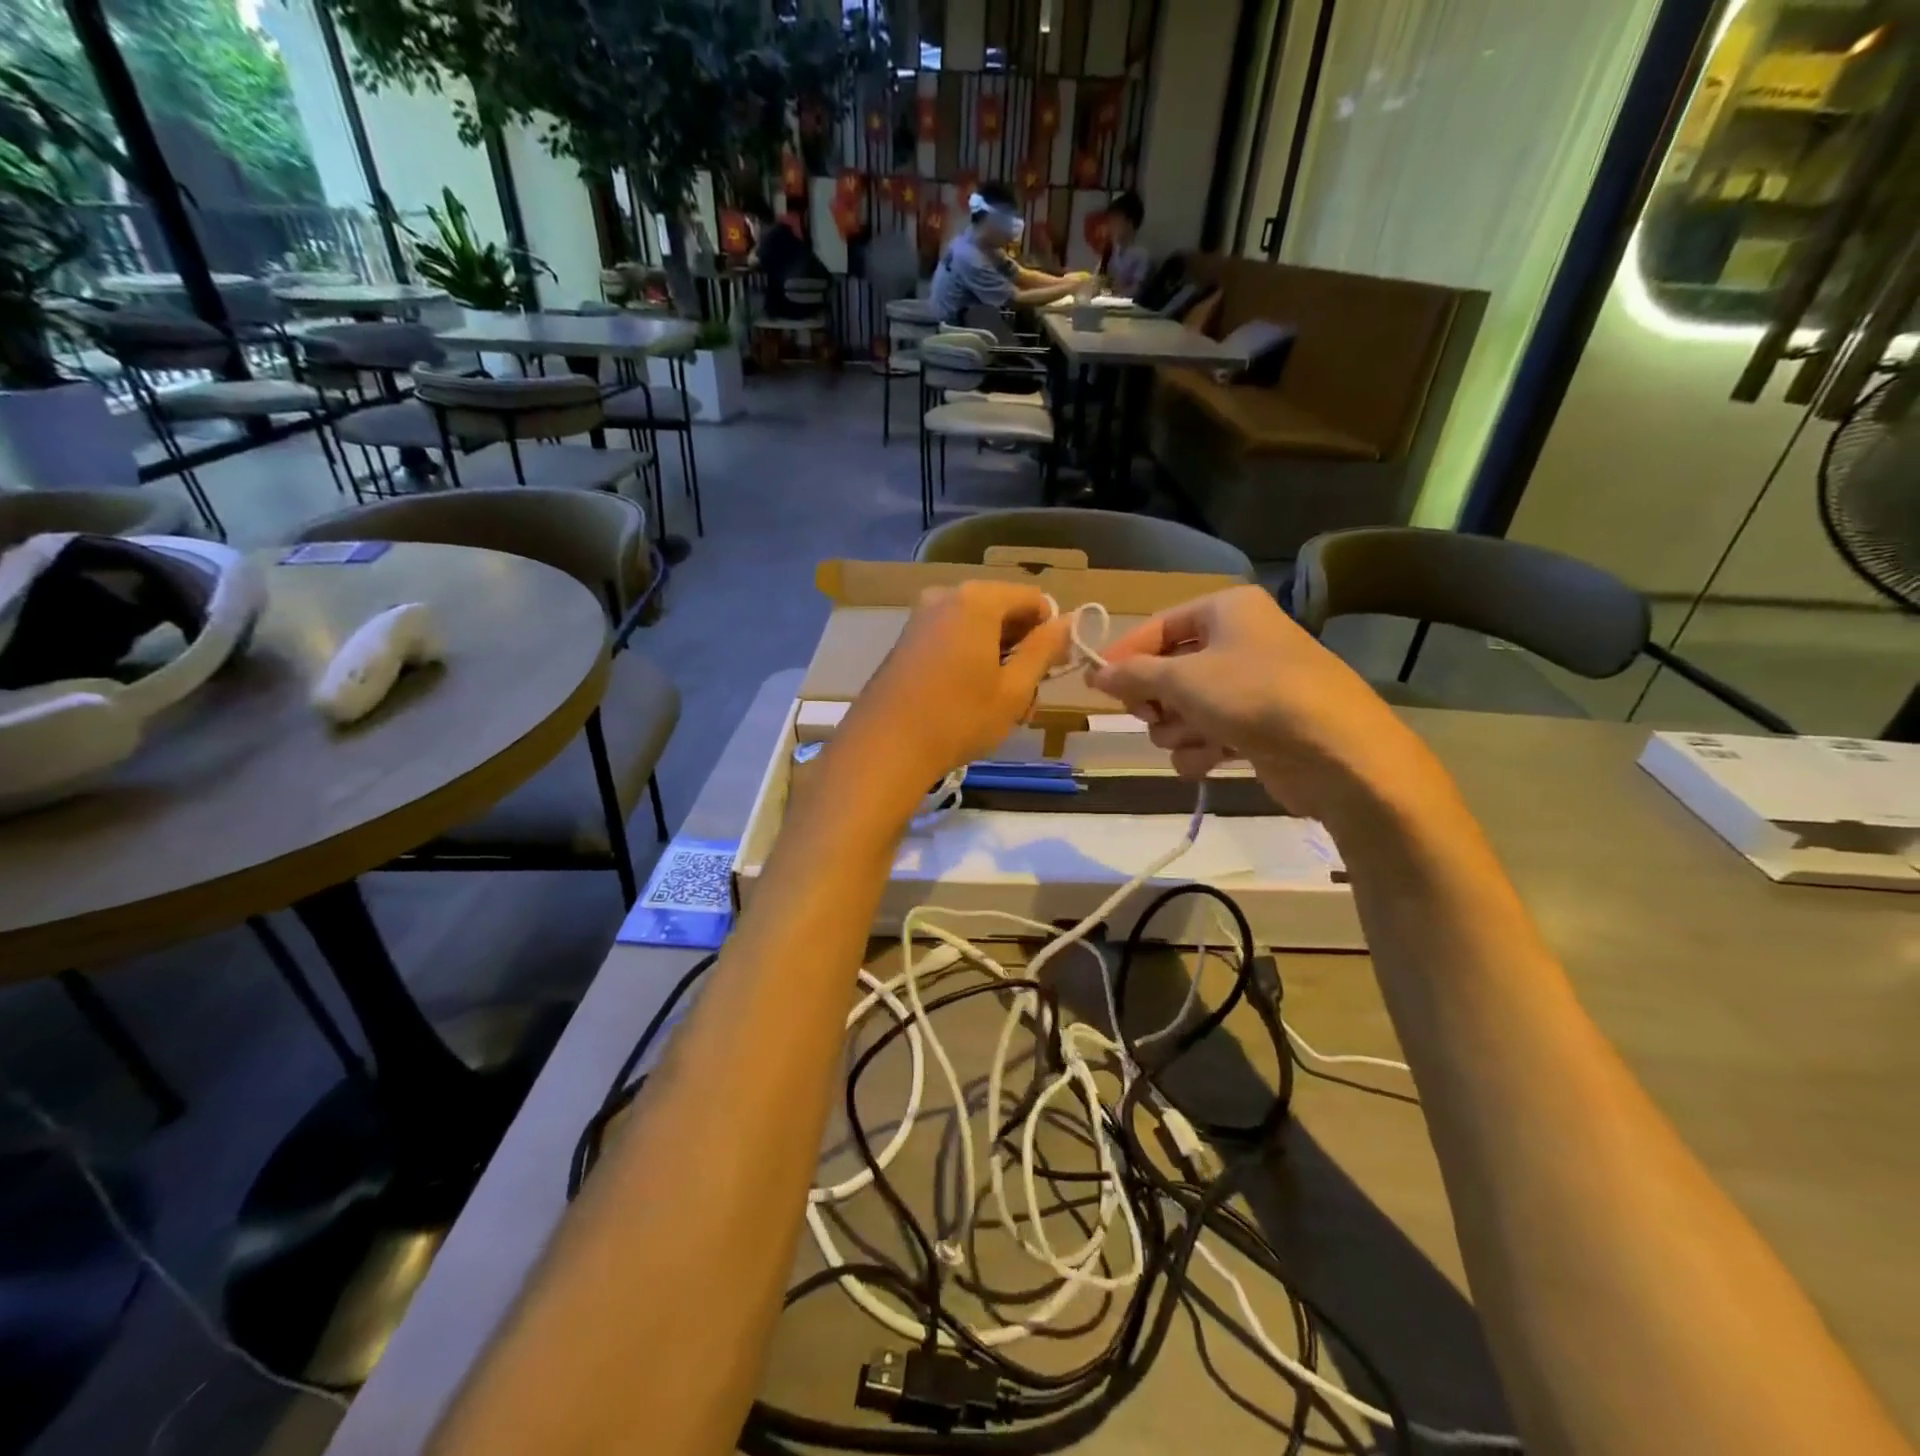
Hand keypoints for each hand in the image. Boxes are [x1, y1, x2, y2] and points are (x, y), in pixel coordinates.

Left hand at [837, 581, 1070, 811]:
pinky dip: (969, 661)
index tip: (1051, 670)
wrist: (884, 748)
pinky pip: (952, 639)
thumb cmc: (958, 719)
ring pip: (977, 629)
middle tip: (1026, 697)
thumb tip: (1067, 622)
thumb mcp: (1013, 689)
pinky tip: (968, 701)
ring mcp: (921, 617)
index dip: (1049, 632)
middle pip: (1003, 611)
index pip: (1033, 599)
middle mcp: (946, 596)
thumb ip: (1043, 650)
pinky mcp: (906, 641)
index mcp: (977, 600)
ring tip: (999, 707)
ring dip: (997, 660)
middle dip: (1021, 649)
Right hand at [1085, 586, 1451, 826]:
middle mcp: (1239, 641)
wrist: (1337, 752)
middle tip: (1150, 713)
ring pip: (1185, 708)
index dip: (1126, 655)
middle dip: (1157, 700)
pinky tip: (1208, 762)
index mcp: (1226, 611)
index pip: (1159, 626)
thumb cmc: (1254, 695)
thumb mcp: (1182, 679)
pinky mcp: (1259, 727)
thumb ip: (1133, 675)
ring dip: (1177, 730)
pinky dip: (1201, 750)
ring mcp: (1251, 686)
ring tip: (1192, 739)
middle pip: (1169, 670)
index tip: (1097, 685)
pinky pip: (1209, 734)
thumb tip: (1095, 673)